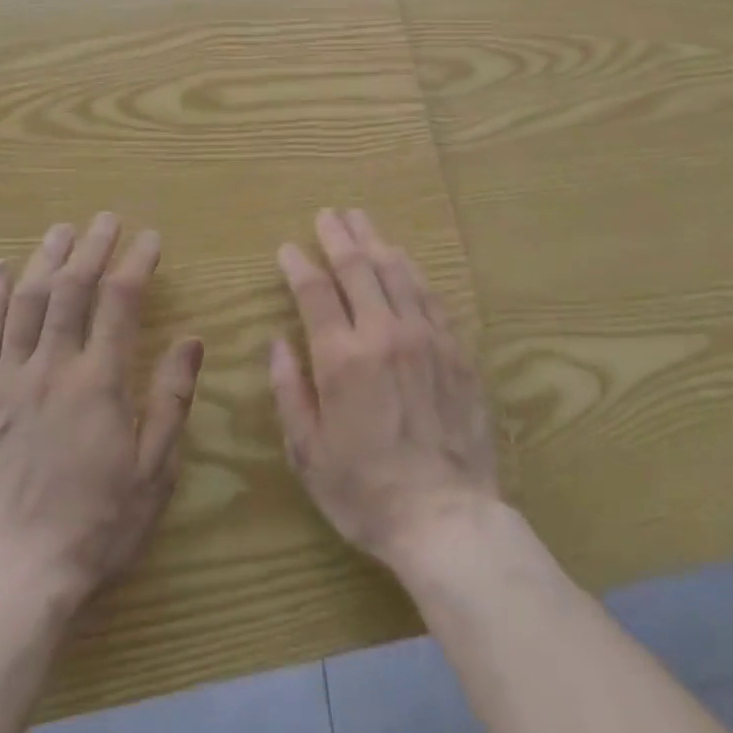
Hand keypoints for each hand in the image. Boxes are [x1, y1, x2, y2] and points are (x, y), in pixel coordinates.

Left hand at [0, 213, 203, 610]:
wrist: (8, 582)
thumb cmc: (94, 528)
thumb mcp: (153, 470)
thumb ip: (171, 399)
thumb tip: (191, 340)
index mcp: (100, 382)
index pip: (121, 301)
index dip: (136, 262)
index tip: (149, 238)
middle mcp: (53, 369)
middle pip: (73, 289)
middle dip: (93, 247)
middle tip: (105, 219)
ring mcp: (7, 383)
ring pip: (27, 303)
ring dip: (46, 259)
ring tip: (61, 229)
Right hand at [270, 209, 499, 573]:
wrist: (446, 517)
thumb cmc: (366, 492)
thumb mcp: (308, 452)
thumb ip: (289, 391)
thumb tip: (276, 344)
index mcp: (342, 358)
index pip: (315, 293)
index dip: (299, 265)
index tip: (288, 247)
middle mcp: (384, 333)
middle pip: (358, 268)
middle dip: (338, 236)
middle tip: (328, 214)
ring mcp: (425, 336)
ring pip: (397, 272)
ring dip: (376, 241)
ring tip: (362, 220)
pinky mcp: (456, 348)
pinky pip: (431, 296)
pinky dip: (412, 271)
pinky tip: (404, 260)